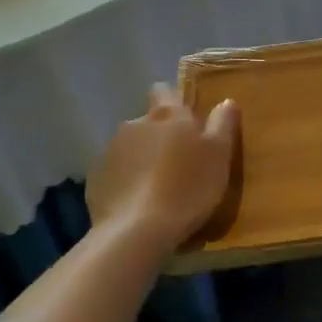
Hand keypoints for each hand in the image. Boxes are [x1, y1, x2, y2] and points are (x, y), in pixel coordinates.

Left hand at [88, 85, 239, 253]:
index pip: (163, 90)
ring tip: (158, 187)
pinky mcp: (96, 180)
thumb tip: (226, 101)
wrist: (137, 231)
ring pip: (130, 148)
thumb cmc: (187, 187)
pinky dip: (127, 182)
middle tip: (178, 161)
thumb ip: (223, 123)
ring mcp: (110, 152)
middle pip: (148, 122)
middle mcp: (134, 125)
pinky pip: (116, 174)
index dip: (173, 100)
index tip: (185, 119)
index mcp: (166, 115)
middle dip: (159, 135)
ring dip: (142, 159)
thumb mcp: (219, 154)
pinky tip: (139, 204)